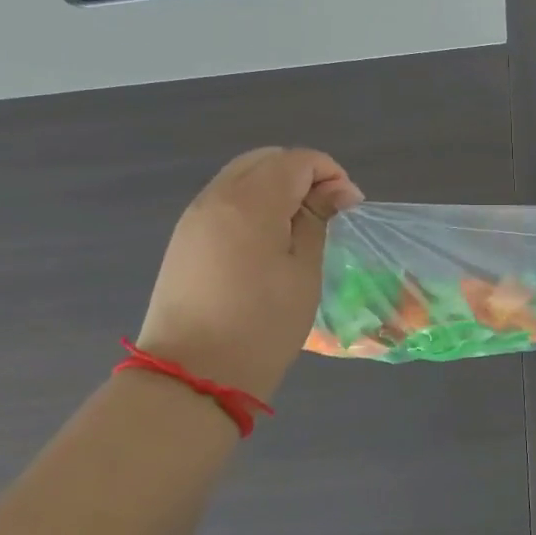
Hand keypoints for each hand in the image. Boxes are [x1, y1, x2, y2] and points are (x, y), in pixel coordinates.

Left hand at [137, 148, 363, 398]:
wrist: (193, 375)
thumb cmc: (262, 324)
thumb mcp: (304, 270)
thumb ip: (318, 218)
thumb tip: (336, 190)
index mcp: (251, 202)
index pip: (297, 160)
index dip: (330, 173)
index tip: (350, 205)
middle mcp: (217, 197)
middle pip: (266, 159)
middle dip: (302, 173)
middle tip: (327, 209)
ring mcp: (195, 216)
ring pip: (242, 176)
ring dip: (277, 186)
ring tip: (300, 224)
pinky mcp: (184, 238)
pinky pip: (225, 199)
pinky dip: (253, 202)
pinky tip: (268, 237)